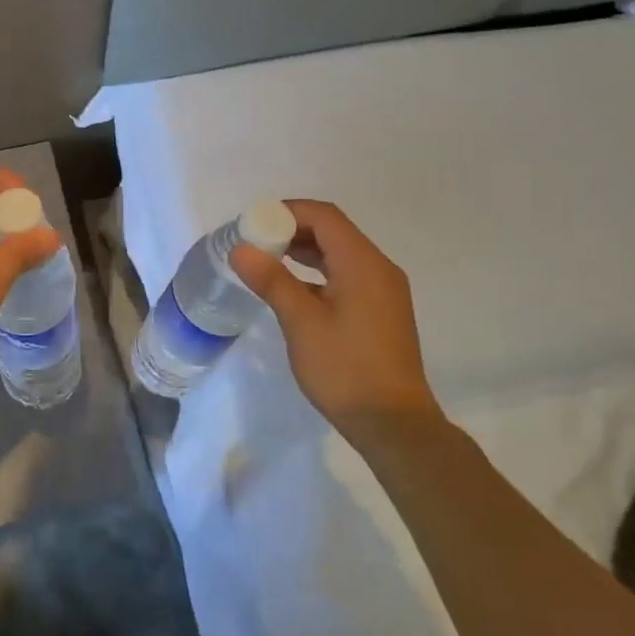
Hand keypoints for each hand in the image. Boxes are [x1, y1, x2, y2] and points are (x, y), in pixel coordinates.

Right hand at [230, 199, 442, 441]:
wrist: (394, 424)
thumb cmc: (345, 368)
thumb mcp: (301, 322)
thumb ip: (271, 280)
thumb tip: (240, 248)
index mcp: (362, 263)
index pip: (323, 216)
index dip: (287, 211)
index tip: (253, 224)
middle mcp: (378, 268)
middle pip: (333, 231)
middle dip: (292, 229)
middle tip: (255, 242)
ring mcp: (384, 291)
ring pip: (340, 254)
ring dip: (305, 251)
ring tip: (267, 261)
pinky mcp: (382, 311)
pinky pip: (347, 275)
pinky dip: (319, 272)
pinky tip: (294, 290)